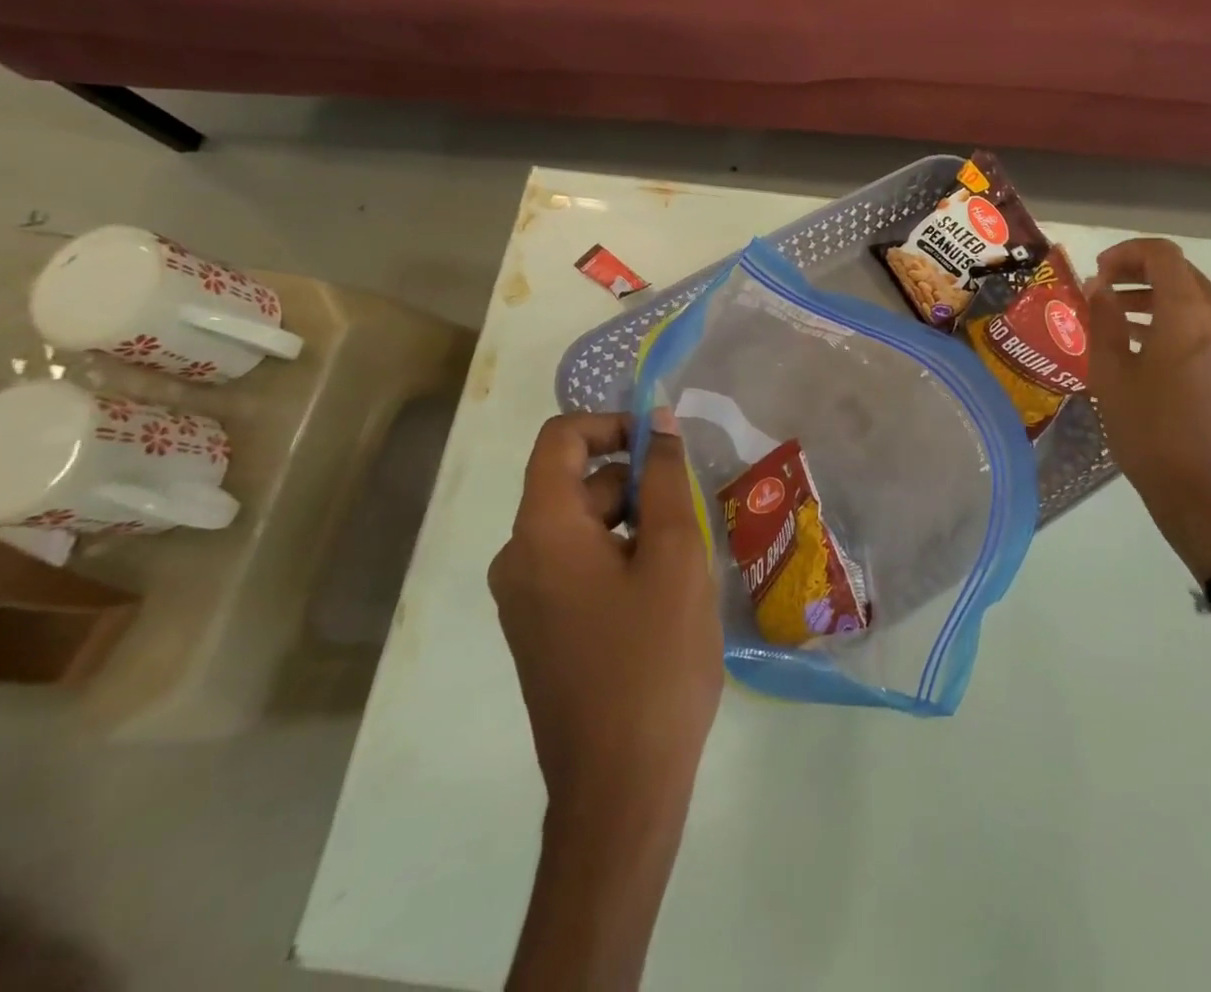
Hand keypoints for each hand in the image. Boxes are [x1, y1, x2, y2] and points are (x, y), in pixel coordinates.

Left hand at [489, 412, 722, 809]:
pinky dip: (619, 558)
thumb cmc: (653, 660)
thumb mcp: (675, 555)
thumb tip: (657, 420)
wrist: (620, 789)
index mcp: (542, 531)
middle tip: (692, 519)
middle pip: (576, 483)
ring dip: (634, 524)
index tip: (664, 448)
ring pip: (583, 527)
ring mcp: (525, 600)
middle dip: (636, 484)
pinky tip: (662, 598)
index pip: (560, 439)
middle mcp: (518, 558)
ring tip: (684, 564)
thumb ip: (665, 478)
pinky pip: (577, 566)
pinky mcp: (540, 631)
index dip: (612, 424)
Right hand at [1086, 239, 1210, 582]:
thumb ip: (1104, 320)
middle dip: (1138, 273)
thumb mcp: (1112, 374)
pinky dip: (1172, 320)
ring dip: (1154, 297)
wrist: (1205, 494)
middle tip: (1100, 289)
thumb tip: (1100, 287)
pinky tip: (1142, 345)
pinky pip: (1203, 325)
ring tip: (1114, 317)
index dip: (1126, 254)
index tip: (1096, 273)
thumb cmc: (1149, 432)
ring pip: (1193, 299)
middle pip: (1181, 273)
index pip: (1162, 256)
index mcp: (1189, 316)